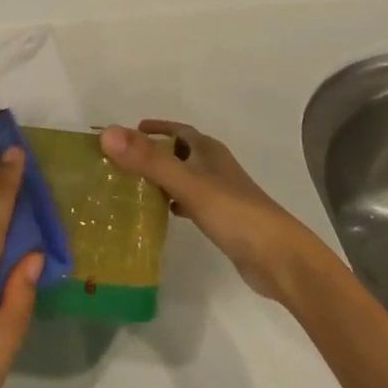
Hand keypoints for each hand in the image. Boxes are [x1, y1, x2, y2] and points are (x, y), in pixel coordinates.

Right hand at [99, 120, 311, 300]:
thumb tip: (108, 134)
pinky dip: (173, 202)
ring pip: (184, 178)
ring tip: (132, 187)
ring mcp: (221, 194)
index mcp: (209, 151)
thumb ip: (148, 160)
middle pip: (180, 152)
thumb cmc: (234, 213)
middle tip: (122, 162)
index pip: (178, 130)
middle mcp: (215, 167)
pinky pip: (190, 202)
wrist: (279, 258)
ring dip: (162, 178)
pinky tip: (161, 215)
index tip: (127, 133)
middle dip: (153, 153)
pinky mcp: (222, 219)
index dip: (155, 128)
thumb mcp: (188, 184)